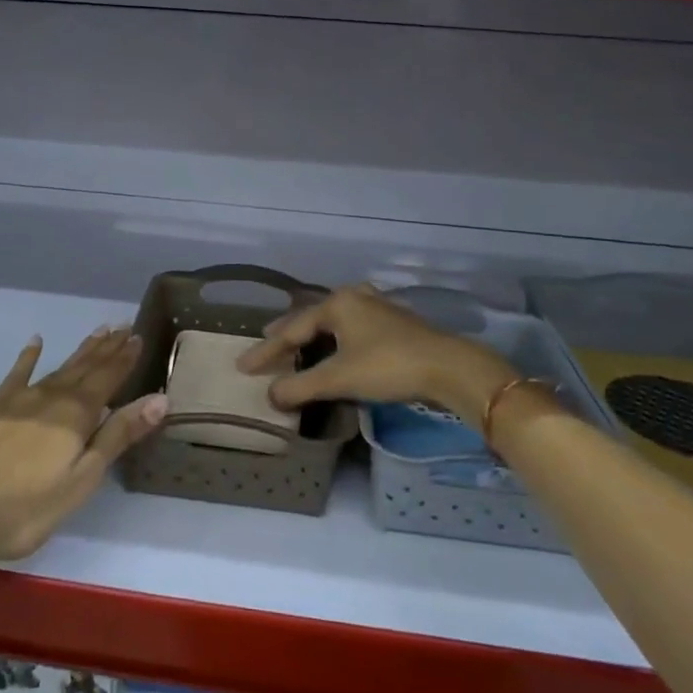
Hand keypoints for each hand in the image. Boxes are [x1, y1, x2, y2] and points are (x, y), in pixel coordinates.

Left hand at [0, 327, 166, 564]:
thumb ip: (117, 436)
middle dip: (106, 349)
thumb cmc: (24, 508)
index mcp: (76, 415)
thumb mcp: (81, 480)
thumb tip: (159, 399)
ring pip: (57, 368)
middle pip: (84, 368)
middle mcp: (50, 398)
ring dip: (79, 351)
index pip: (108, 379)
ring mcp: (18, 400)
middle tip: (122, 327)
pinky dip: (28, 357)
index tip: (137, 337)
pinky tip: (35, 342)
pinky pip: (16, 375)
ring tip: (97, 333)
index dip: (124, 359)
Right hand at [237, 285, 515, 426]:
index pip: (292, 329)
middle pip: (312, 318)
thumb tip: (270, 395)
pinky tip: (338, 343)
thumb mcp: (339, 378)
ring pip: (335, 320)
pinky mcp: (396, 322)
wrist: (449, 367)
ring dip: (314, 333)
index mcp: (337, 304)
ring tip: (298, 342)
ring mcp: (378, 307)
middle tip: (266, 343)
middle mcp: (354, 297)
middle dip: (288, 334)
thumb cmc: (388, 366)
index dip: (266, 351)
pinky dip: (336, 337)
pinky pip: (352, 326)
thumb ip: (301, 386)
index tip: (243, 366)